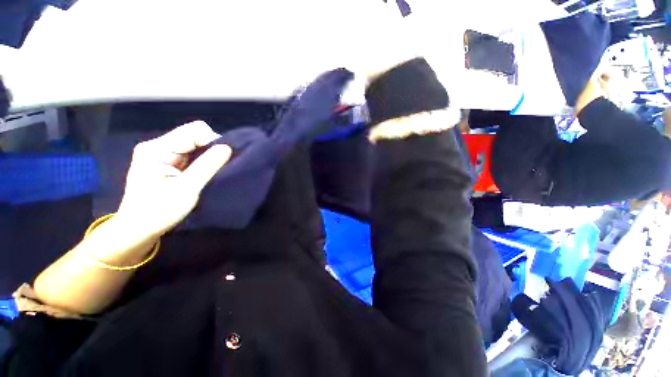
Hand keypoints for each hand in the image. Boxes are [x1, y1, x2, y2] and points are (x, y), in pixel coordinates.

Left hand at [116, 121, 231, 238]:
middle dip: (211, 149)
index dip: (213, 142)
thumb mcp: (187, 189)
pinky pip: (190, 154)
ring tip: (211, 172)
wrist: (139, 229)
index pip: (194, 131)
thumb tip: (228, 147)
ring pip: (194, 144)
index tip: (224, 160)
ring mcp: (161, 153)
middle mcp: (158, 146)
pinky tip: (203, 173)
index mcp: (157, 149)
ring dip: (207, 156)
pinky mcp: (166, 162)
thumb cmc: (159, 211)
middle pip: (193, 135)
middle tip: (218, 168)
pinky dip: (202, 161)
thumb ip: (207, 165)